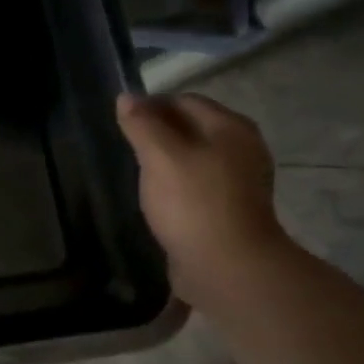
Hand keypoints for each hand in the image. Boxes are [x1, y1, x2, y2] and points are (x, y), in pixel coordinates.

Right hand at [115, 92, 288, 306]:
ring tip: (138, 173)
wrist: (227, 267)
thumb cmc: (192, 203)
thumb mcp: (159, 156)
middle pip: (193, 128)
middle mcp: (242, 148)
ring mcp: (240, 181)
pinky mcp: (231, 209)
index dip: (151, 106)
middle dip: (159, 133)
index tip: (121, 123)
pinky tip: (159, 198)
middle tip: (126, 148)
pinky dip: (177, 184)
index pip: (184, 101)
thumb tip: (126, 97)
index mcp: (230, 127)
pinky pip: (199, 184)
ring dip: (167, 160)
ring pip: (195, 157)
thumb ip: (142, 124)